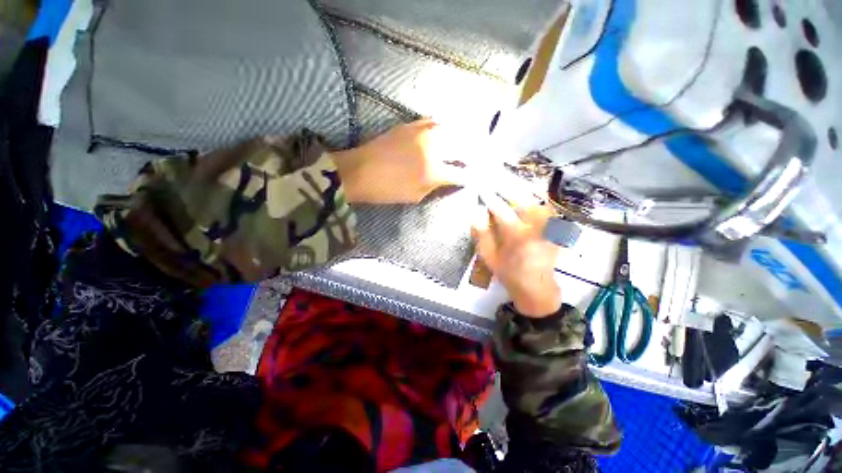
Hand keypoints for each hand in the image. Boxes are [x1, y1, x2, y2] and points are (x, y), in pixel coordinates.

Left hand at [331, 120, 465, 203]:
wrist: (359, 171)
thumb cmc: (387, 190)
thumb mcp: (415, 196)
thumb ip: (436, 186)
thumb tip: (451, 179)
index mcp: (433, 171)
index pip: (462, 173)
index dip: (471, 176)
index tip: (475, 178)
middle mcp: (433, 148)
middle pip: (463, 147)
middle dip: (474, 154)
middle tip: (478, 160)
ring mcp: (423, 132)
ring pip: (453, 130)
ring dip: (463, 137)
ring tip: (468, 144)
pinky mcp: (412, 125)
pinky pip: (436, 122)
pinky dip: (446, 127)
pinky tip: (448, 132)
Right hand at [471, 194, 561, 317]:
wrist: (535, 287)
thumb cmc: (508, 272)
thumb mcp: (489, 256)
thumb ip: (482, 234)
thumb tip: (476, 213)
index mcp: (516, 236)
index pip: (501, 210)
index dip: (491, 198)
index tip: (482, 188)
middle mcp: (535, 228)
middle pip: (523, 200)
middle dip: (509, 187)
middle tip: (498, 180)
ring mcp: (548, 227)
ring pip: (538, 201)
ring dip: (525, 191)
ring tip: (512, 184)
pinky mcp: (555, 230)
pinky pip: (548, 209)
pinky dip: (539, 200)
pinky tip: (530, 196)